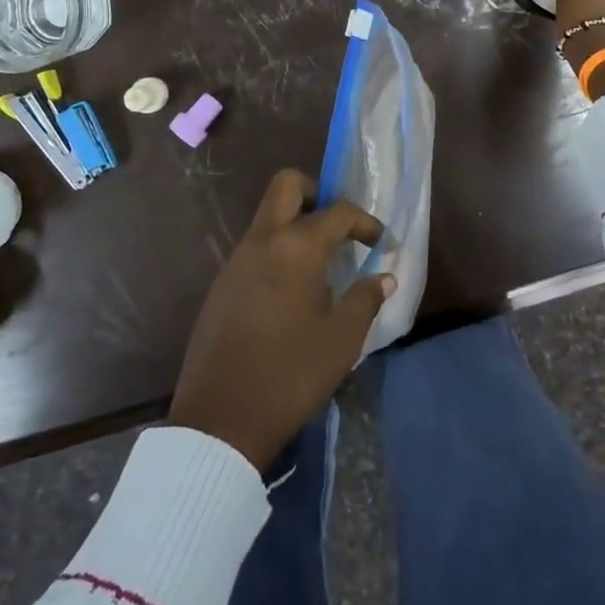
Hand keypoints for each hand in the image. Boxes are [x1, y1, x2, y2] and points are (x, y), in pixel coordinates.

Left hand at [168, 170, 390, 471]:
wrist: (220, 418)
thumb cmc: (291, 374)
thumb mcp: (342, 340)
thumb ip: (365, 300)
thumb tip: (384, 278)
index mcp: (296, 248)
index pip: (337, 212)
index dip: (364, 221)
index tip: (380, 241)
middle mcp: (262, 241)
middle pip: (287, 186)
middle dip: (317, 194)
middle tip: (338, 228)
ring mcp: (235, 260)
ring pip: (267, 217)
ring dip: (295, 224)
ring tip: (321, 266)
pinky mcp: (221, 284)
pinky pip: (254, 247)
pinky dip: (277, 251)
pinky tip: (292, 291)